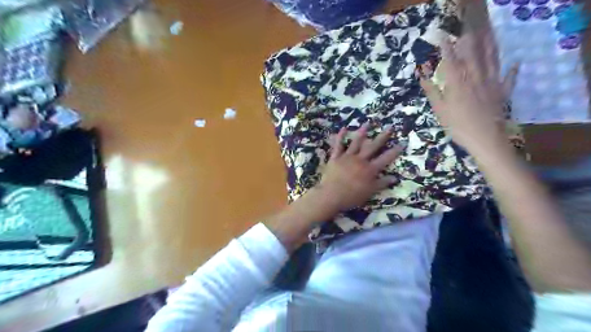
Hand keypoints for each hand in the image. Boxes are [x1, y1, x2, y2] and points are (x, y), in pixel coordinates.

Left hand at [316, 124, 403, 212]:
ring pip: (356, 143)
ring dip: (362, 133)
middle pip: (373, 147)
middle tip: (389, 127)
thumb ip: (382, 183)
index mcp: (370, 170)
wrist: (331, 195)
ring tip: (367, 124)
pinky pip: (338, 145)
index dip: (395, 151)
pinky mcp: (335, 157)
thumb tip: (395, 177)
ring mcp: (347, 157)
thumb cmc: (351, 196)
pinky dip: (340, 137)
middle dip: (382, 137)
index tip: (402, 143)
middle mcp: (360, 160)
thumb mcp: (370, 192)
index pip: (385, 158)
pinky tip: (343, 129)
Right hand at [420, 28, 518, 152]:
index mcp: (458, 83)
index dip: (446, 48)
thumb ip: (432, 91)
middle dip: (469, 41)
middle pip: (473, 54)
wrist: (484, 138)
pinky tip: (515, 62)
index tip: (442, 37)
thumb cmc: (458, 125)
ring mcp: (492, 83)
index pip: (451, 60)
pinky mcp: (503, 92)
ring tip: (489, 34)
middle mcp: (475, 77)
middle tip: (467, 30)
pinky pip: (509, 78)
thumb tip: (422, 77)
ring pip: (492, 60)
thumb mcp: (439, 110)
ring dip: (490, 45)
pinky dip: (513, 70)